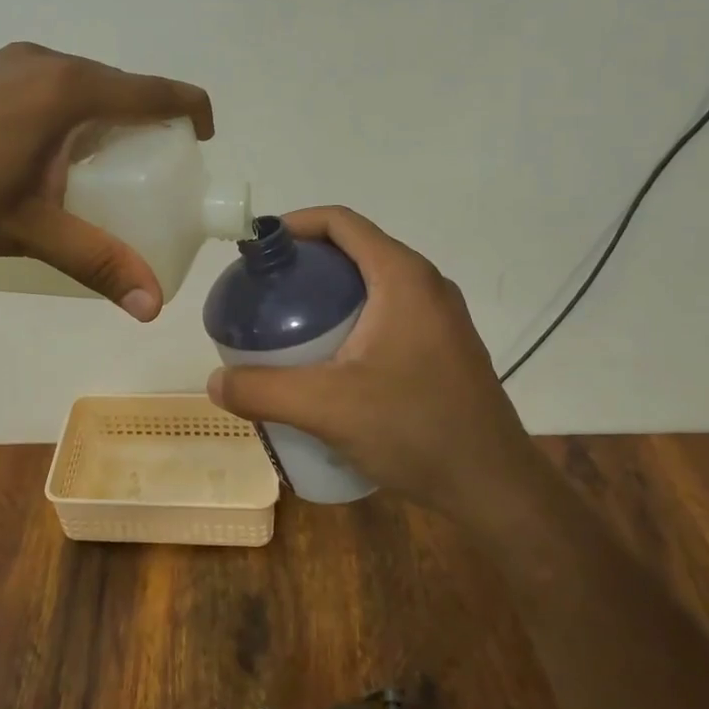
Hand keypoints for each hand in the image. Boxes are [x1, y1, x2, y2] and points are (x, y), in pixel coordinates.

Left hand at [0, 43, 211, 318]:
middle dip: (141, 129)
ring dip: (94, 124)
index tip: (201, 143)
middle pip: (115, 88)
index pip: (154, 91)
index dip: (190, 112)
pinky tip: (31, 163)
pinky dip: (55, 120)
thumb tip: (151, 306)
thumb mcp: (27, 231)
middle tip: (143, 180)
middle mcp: (38, 61)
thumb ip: (95, 261)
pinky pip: (35, 90)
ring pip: (71, 89)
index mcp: (65, 88)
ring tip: (89, 177)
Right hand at [205, 206, 538, 504]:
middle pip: (354, 251)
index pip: (341, 222)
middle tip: (264, 295)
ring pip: (372, 285)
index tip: (257, 250)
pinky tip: (329, 362)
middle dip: (305, 265)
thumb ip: (263, 390)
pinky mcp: (444, 346)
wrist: (494, 485)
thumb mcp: (327, 408)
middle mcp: (427, 285)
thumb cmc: (415, 429)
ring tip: (289, 328)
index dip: (294, 224)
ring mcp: (441, 317)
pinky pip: (389, 313)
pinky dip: (352, 319)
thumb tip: (215, 382)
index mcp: (402, 278)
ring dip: (329, 295)